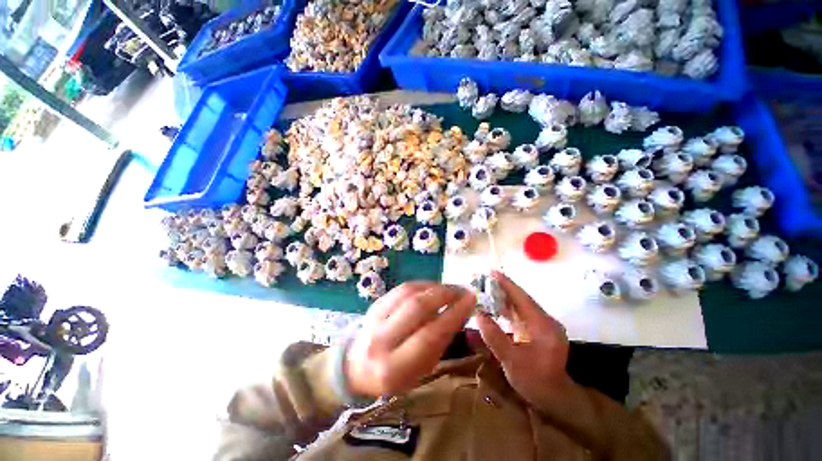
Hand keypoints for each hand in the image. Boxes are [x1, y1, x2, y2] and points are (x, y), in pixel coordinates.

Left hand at [346, 282, 475, 396]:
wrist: (356, 366)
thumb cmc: (394, 374)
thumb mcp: (420, 370)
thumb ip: (439, 343)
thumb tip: (459, 312)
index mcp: (394, 368)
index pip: (430, 335)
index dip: (453, 314)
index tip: (471, 301)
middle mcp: (381, 340)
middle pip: (417, 307)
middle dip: (445, 295)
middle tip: (463, 291)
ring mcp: (374, 319)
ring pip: (409, 292)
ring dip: (435, 286)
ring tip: (451, 288)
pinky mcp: (375, 304)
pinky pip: (401, 288)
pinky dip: (422, 285)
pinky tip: (434, 286)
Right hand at [476, 271, 571, 409]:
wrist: (555, 398)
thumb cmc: (535, 382)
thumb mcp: (512, 362)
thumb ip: (495, 337)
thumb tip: (479, 315)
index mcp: (543, 326)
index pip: (522, 298)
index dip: (507, 284)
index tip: (492, 272)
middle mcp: (545, 321)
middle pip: (521, 299)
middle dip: (502, 288)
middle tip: (483, 280)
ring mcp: (543, 325)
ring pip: (521, 305)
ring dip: (504, 297)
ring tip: (486, 290)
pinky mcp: (540, 330)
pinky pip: (521, 314)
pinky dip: (508, 309)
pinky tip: (495, 308)